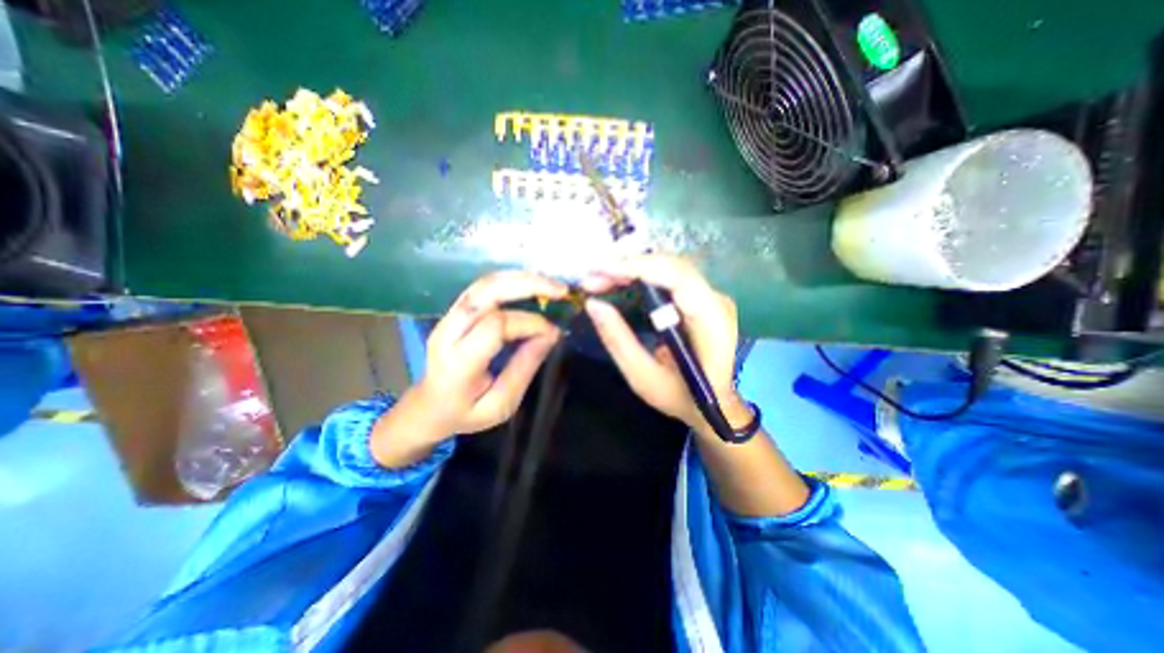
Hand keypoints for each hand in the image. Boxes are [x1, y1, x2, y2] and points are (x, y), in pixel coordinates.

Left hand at [418, 270, 569, 438]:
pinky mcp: (453, 312)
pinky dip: (510, 281)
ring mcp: (447, 318)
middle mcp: (448, 332)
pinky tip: (532, 284)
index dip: (529, 323)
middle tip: (560, 290)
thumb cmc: (465, 413)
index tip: (553, 333)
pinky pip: (483, 288)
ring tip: (550, 283)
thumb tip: (551, 335)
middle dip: (527, 285)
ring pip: (484, 284)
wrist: (428, 407)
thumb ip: (524, 368)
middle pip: (486, 293)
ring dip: (521, 278)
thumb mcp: (500, 405)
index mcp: (457, 363)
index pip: (495, 326)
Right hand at [580, 254, 748, 432]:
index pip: (677, 277)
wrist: (716, 404)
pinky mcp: (700, 298)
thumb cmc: (683, 398)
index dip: (638, 267)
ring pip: (668, 267)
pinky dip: (641, 275)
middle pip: (671, 266)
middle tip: (591, 278)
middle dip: (627, 266)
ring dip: (632, 269)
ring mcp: (710, 296)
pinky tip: (619, 281)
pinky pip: (669, 277)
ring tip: (599, 280)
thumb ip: (618, 341)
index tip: (600, 269)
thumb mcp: (644, 378)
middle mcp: (716, 300)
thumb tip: (593, 304)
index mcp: (711, 321)